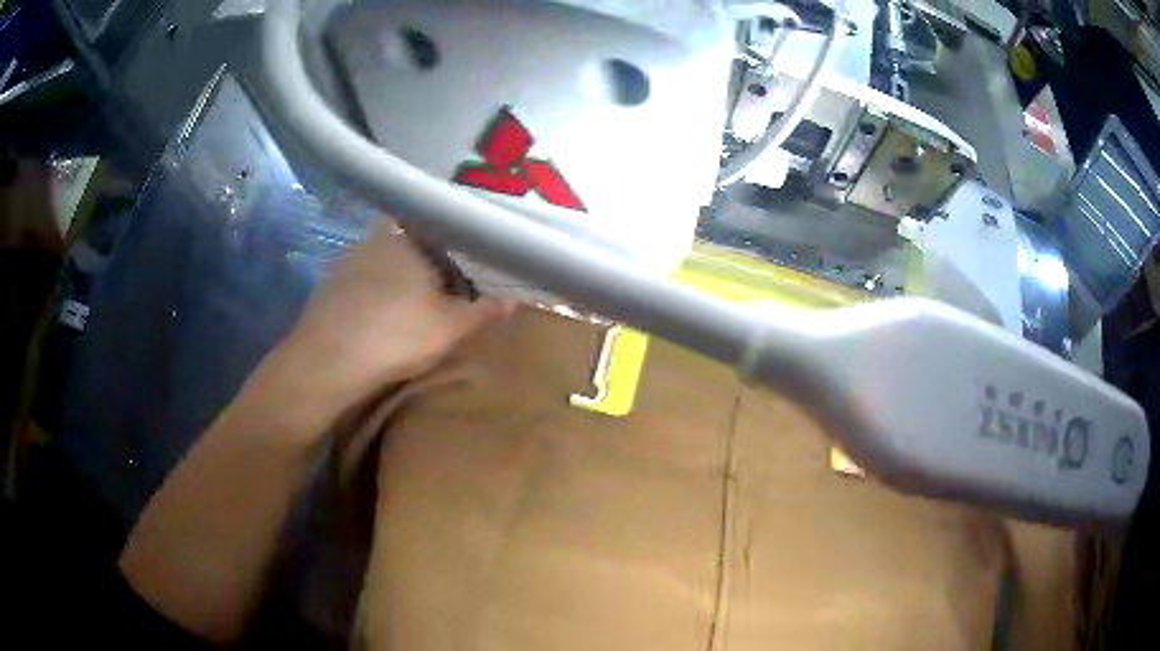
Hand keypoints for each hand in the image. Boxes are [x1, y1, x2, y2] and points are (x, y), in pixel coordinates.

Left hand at [244, 219, 511, 434]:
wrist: (325, 364)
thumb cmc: (394, 335)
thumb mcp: (450, 328)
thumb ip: (485, 311)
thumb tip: (515, 300)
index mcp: (406, 235)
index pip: (440, 222)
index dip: (458, 238)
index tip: (473, 256)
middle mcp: (373, 237)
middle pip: (412, 242)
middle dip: (432, 260)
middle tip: (451, 284)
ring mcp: (347, 261)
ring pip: (386, 262)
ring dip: (403, 278)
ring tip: (420, 303)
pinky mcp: (329, 286)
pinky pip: (365, 281)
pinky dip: (378, 294)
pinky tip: (384, 317)